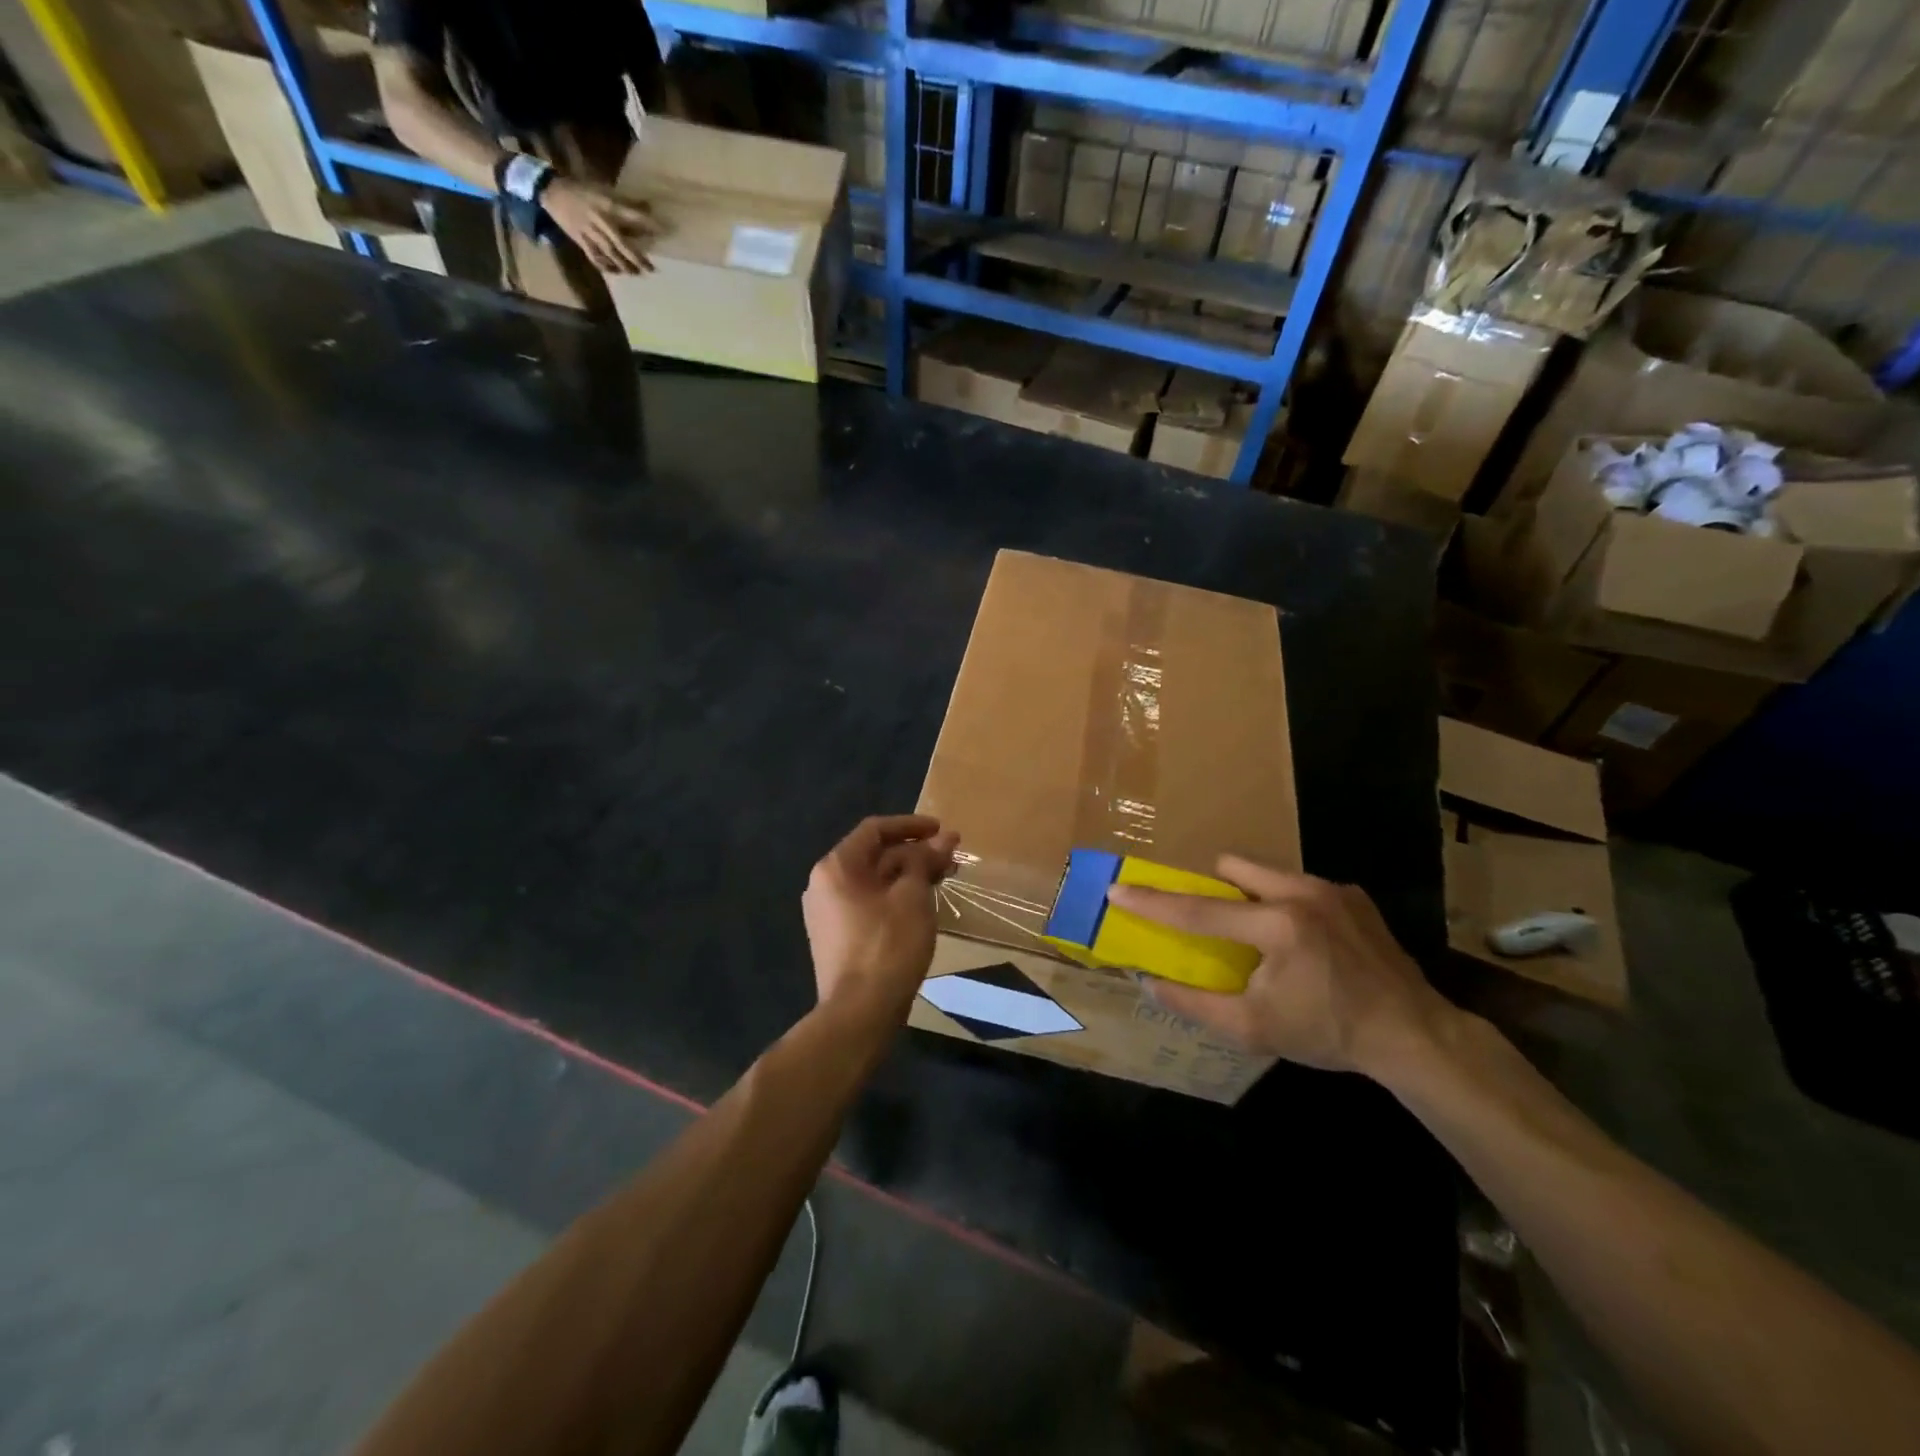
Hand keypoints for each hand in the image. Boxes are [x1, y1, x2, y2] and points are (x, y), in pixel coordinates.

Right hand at [542, 177, 656, 273]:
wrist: (552, 191)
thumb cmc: (582, 189)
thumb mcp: (603, 189)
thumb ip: (623, 201)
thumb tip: (648, 207)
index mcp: (605, 204)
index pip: (631, 215)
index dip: (647, 223)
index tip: (663, 230)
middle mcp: (599, 220)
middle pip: (621, 243)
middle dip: (637, 257)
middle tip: (652, 269)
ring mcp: (589, 232)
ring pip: (610, 253)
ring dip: (624, 265)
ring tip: (637, 273)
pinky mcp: (580, 240)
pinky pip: (595, 257)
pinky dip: (605, 266)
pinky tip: (615, 272)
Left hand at [803, 815, 958, 1014]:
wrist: (859, 1014)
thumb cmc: (887, 946)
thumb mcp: (913, 897)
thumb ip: (925, 862)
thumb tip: (944, 838)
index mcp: (836, 867)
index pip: (875, 830)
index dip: (911, 826)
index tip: (942, 831)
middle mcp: (824, 885)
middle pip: (874, 855)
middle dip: (915, 853)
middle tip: (951, 859)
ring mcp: (828, 914)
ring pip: (874, 882)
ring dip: (908, 876)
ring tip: (943, 880)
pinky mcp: (837, 938)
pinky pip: (869, 904)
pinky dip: (895, 898)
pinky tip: (922, 906)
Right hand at [1106, 856, 1452, 1077]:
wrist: (1413, 1035)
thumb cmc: (1328, 1033)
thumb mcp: (1254, 1029)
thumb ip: (1195, 1004)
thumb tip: (1149, 983)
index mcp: (1277, 925)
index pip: (1199, 911)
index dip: (1153, 903)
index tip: (1118, 891)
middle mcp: (1302, 893)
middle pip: (1233, 866)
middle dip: (1214, 887)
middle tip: (1216, 923)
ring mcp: (1332, 889)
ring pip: (1267, 872)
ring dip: (1251, 895)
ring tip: (1263, 937)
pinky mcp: (1353, 895)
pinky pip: (1300, 885)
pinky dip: (1287, 905)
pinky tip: (1305, 943)